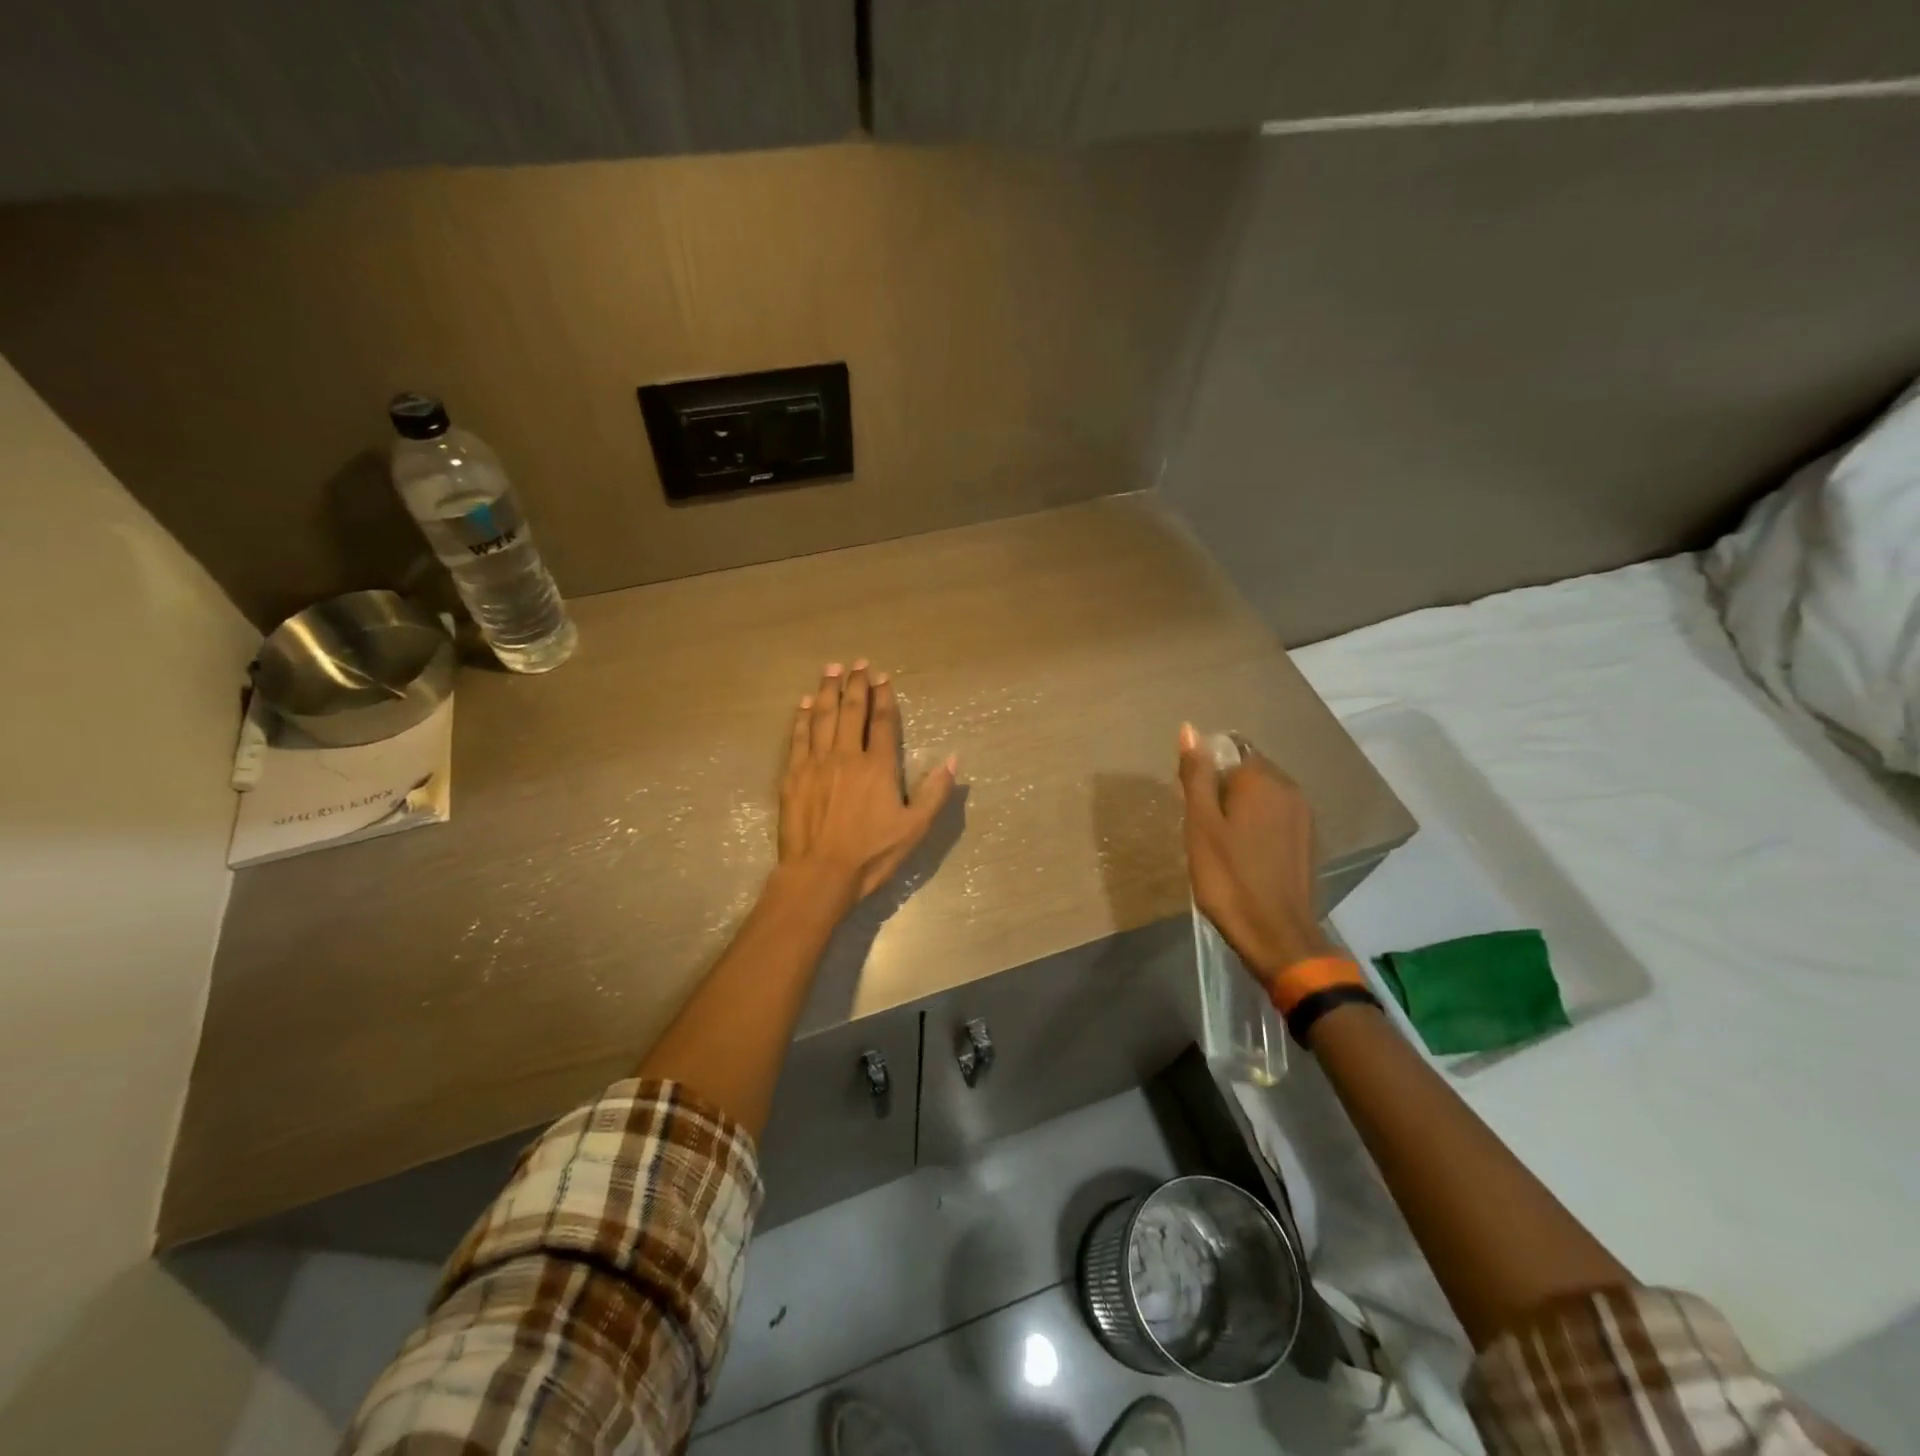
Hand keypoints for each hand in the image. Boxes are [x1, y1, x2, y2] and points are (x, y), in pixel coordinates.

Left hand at [779, 661, 957, 906]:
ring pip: (822, 717)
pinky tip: (804, 703)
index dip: (883, 697)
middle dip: (855, 684)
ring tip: (831, 669)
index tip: (881, 676)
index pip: (882, 722)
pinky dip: (802, 717)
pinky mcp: (793, 775)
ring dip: (827, 690)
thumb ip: (934, 792)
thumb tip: (953, 759)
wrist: (819, 873)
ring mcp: (816, 763)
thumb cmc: (871, 854)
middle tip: (856, 662)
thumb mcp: (914, 828)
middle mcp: (846, 755)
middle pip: (851, 711)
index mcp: (878, 767)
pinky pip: (798, 737)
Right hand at [1178, 723, 1332, 985]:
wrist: (1276, 934)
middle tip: (1204, 830)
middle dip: (1224, 791)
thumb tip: (1189, 728)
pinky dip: (1258, 828)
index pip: (1228, 752)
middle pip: (1247, 773)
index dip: (1206, 776)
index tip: (1195, 809)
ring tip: (1222, 846)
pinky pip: (1276, 818)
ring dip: (1241, 811)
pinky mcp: (1308, 840)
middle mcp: (1289, 789)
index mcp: (1262, 780)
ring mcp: (1303, 815)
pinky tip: (1245, 857)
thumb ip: (1196, 775)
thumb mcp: (1200, 825)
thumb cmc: (1228, 877)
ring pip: (1262, 797)